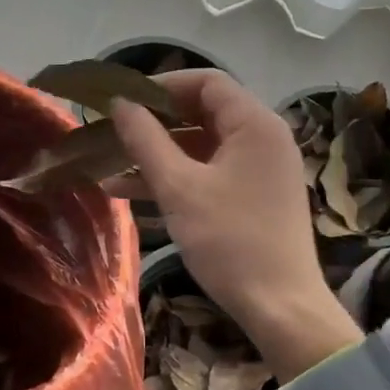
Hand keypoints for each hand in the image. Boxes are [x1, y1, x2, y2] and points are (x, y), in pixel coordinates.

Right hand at [110, 72, 360, 379]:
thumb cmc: (230, 241)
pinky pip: (211, 174)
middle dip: (154, 124)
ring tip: (109, 168)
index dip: (161, 86)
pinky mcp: (256, 197)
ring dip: (159, 156)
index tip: (123, 101)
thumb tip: (119, 104)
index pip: (206, 82)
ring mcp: (262, 170)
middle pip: (203, 113)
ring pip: (203, 148)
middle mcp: (264, 138)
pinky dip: (178, 179)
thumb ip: (145, 140)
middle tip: (112, 133)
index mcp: (255, 124)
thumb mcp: (179, 188)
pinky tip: (133, 194)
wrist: (281, 308)